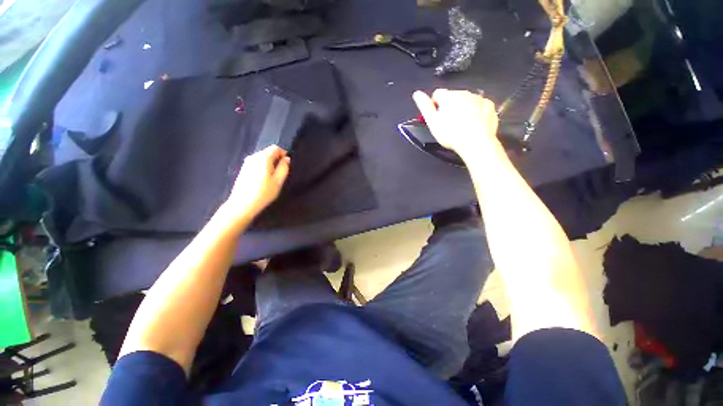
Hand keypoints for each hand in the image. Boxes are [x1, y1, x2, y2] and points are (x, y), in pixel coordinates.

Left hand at [225, 145, 289, 221]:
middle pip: (268, 152)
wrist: (242, 204)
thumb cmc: (264, 192)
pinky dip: (262, 168)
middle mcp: (253, 157)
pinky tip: (263, 180)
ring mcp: (247, 163)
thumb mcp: (278, 181)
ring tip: (272, 178)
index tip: (287, 164)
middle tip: (281, 173)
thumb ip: (284, 168)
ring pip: (262, 158)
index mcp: (263, 158)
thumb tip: (286, 159)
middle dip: (276, 159)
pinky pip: (256, 164)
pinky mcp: (243, 169)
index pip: (275, 148)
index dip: (283, 154)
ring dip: (270, 164)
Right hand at [413, 89, 499, 159]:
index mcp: (448, 96)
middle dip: (450, 107)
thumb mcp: (432, 122)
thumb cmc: (451, 134)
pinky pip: (479, 106)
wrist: (475, 142)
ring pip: (467, 100)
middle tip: (449, 124)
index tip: (437, 118)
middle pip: (453, 97)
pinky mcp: (489, 105)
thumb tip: (417, 93)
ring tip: (461, 126)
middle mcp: (464, 93)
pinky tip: (473, 124)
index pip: (437, 94)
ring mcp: (478, 98)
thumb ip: (424, 106)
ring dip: (463, 109)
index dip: (435, 106)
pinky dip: (476, 112)